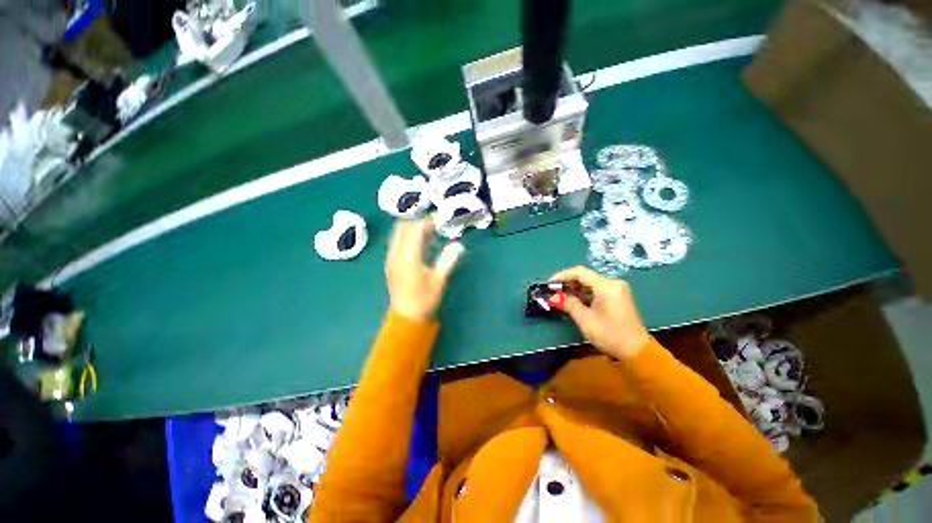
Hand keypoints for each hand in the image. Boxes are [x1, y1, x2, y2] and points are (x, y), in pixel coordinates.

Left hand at [386, 219, 464, 320]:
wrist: (406, 317)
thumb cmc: (425, 300)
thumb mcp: (439, 280)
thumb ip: (448, 260)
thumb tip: (459, 244)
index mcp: (408, 258)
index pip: (415, 230)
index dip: (427, 222)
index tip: (440, 220)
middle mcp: (395, 254)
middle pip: (403, 227)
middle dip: (418, 222)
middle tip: (434, 225)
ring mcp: (390, 258)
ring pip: (398, 233)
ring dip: (412, 228)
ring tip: (429, 232)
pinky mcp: (389, 262)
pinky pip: (396, 241)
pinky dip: (407, 236)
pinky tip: (420, 243)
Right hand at [550, 266, 650, 358]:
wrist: (636, 351)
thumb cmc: (610, 334)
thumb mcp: (585, 319)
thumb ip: (568, 304)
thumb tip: (553, 297)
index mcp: (606, 286)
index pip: (579, 273)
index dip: (562, 276)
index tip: (549, 284)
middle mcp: (612, 283)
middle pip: (584, 276)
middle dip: (567, 283)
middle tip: (552, 291)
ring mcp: (616, 290)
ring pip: (590, 283)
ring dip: (574, 289)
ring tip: (559, 296)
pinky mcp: (617, 297)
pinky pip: (596, 290)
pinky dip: (583, 294)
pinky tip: (573, 301)